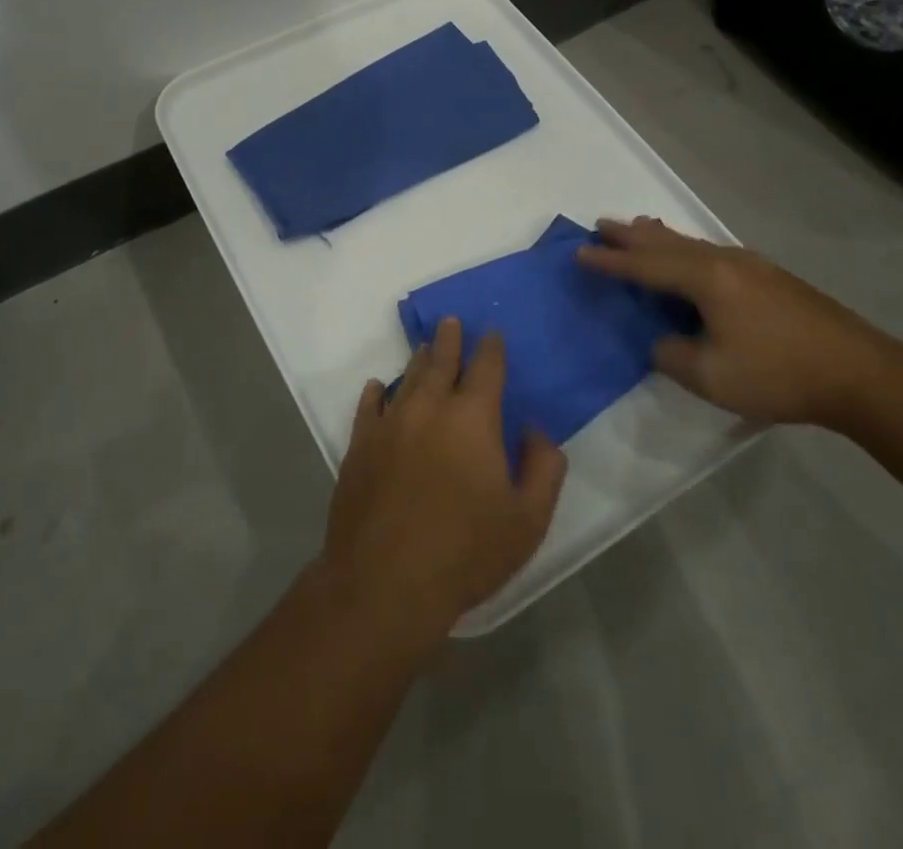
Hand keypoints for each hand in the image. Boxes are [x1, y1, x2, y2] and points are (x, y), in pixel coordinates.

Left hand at [321, 319, 566, 642]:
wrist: (385, 581)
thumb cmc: (466, 552)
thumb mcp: (527, 520)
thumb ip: (543, 468)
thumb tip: (535, 430)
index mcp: (472, 418)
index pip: (486, 368)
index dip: (492, 347)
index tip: (492, 334)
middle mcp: (429, 407)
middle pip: (441, 361)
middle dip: (450, 339)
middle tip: (451, 321)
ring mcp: (389, 423)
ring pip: (407, 378)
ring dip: (419, 361)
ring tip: (425, 348)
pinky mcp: (360, 444)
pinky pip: (368, 406)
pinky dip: (376, 392)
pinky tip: (377, 387)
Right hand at [578, 216, 902, 425]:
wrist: (861, 374)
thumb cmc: (779, 374)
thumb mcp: (711, 376)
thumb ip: (672, 355)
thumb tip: (663, 340)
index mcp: (707, 279)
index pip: (646, 267)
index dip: (611, 262)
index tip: (579, 252)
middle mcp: (725, 262)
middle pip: (667, 243)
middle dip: (631, 236)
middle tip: (601, 224)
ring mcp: (751, 266)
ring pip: (692, 244)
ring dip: (659, 238)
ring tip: (637, 227)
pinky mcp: (770, 277)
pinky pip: (711, 252)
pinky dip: (686, 248)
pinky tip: (690, 256)